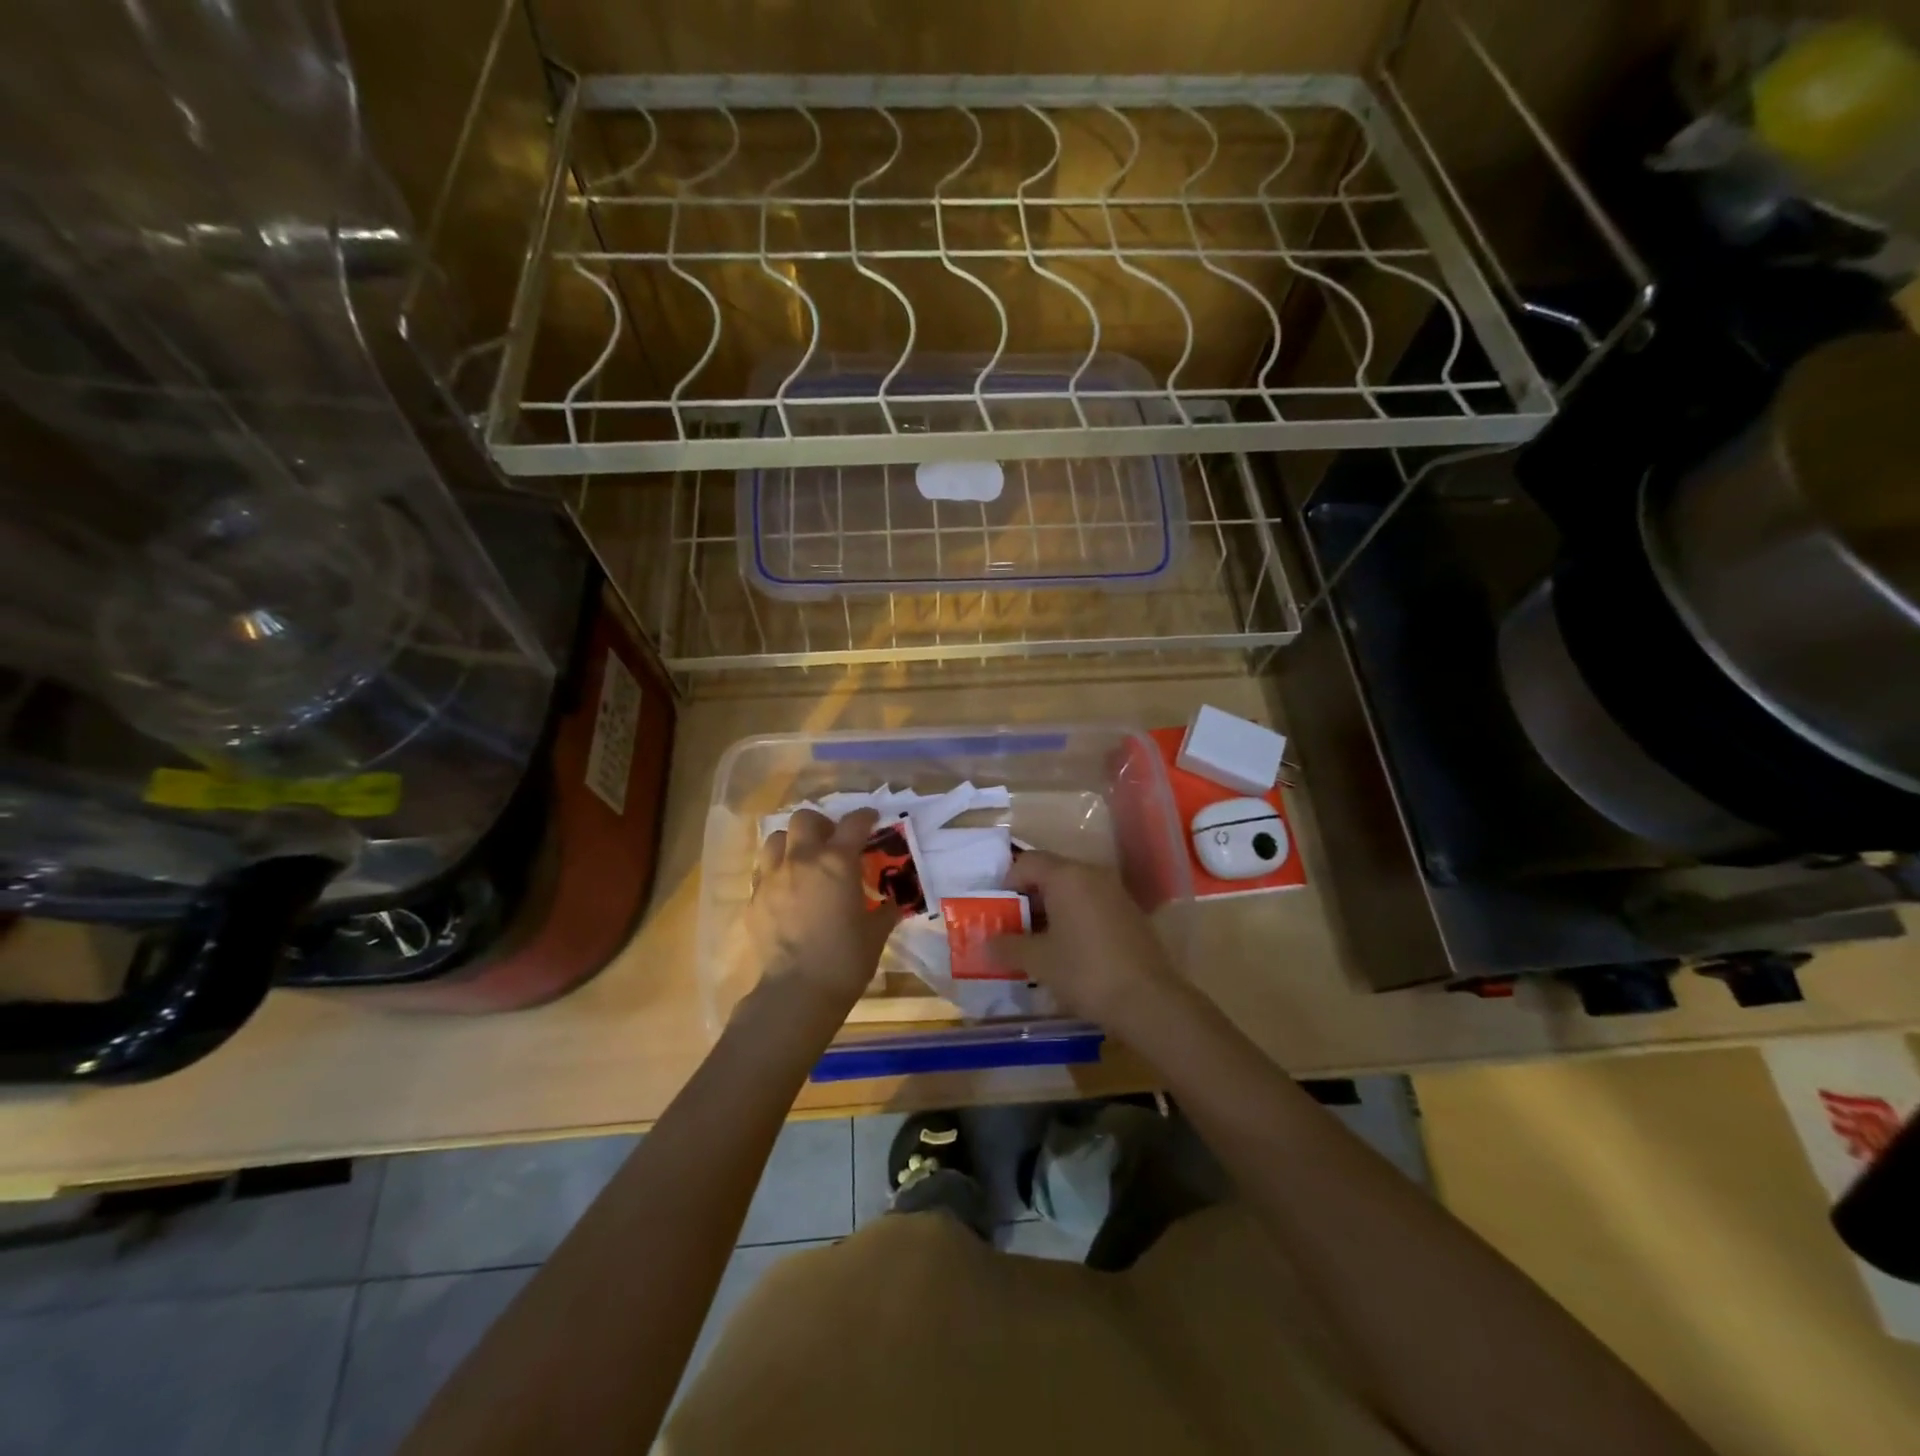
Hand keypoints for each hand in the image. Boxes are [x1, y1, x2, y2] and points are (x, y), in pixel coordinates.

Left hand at [734, 808, 898, 1014]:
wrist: (796, 992)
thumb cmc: (845, 960)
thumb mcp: (875, 934)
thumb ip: (883, 911)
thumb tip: (891, 904)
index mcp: (837, 862)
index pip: (853, 824)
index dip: (865, 817)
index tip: (871, 819)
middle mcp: (802, 860)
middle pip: (805, 819)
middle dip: (821, 824)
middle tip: (831, 841)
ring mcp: (773, 877)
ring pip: (775, 838)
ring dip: (792, 842)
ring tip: (802, 860)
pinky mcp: (753, 898)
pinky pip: (762, 870)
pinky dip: (775, 870)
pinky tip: (785, 889)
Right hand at [987, 852, 1180, 1031]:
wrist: (1148, 1000)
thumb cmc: (1085, 972)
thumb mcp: (1038, 961)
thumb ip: (1008, 946)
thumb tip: (986, 942)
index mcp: (1066, 876)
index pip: (1027, 862)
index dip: (1007, 883)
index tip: (998, 912)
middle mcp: (1092, 874)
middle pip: (1051, 873)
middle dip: (1028, 898)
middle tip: (1013, 928)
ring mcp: (1116, 892)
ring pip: (1073, 890)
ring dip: (1052, 910)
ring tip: (1038, 942)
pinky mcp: (1131, 913)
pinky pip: (1093, 904)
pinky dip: (1075, 918)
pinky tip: (1070, 950)